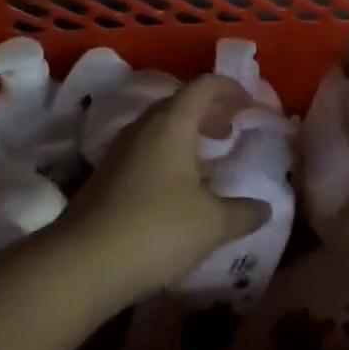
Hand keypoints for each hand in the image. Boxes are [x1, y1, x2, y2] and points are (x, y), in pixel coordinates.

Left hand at [58, 75, 270, 305]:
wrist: (83, 263)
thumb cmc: (156, 229)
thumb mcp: (211, 224)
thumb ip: (243, 212)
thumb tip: (265, 208)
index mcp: (172, 123)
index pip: (204, 86)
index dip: (231, 89)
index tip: (250, 105)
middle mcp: (143, 126)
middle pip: (180, 103)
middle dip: (209, 111)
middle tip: (232, 130)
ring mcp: (120, 149)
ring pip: (160, 127)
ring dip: (187, 134)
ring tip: (209, 157)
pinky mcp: (107, 174)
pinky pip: (146, 149)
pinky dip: (169, 154)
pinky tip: (179, 187)